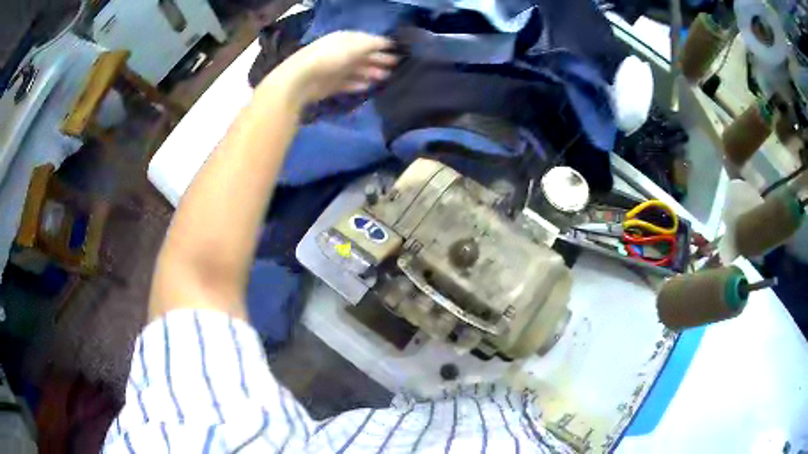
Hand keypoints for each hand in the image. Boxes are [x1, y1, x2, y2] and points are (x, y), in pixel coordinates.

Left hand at [269, 31, 397, 104]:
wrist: (302, 79)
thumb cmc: (330, 57)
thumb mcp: (355, 45)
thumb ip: (374, 44)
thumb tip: (388, 43)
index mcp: (345, 39)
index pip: (366, 40)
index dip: (381, 45)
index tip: (396, 50)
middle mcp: (340, 52)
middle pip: (363, 56)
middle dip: (379, 59)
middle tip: (396, 66)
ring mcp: (335, 69)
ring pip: (357, 70)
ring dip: (372, 73)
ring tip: (386, 78)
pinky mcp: (331, 85)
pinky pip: (348, 84)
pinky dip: (358, 85)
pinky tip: (368, 87)